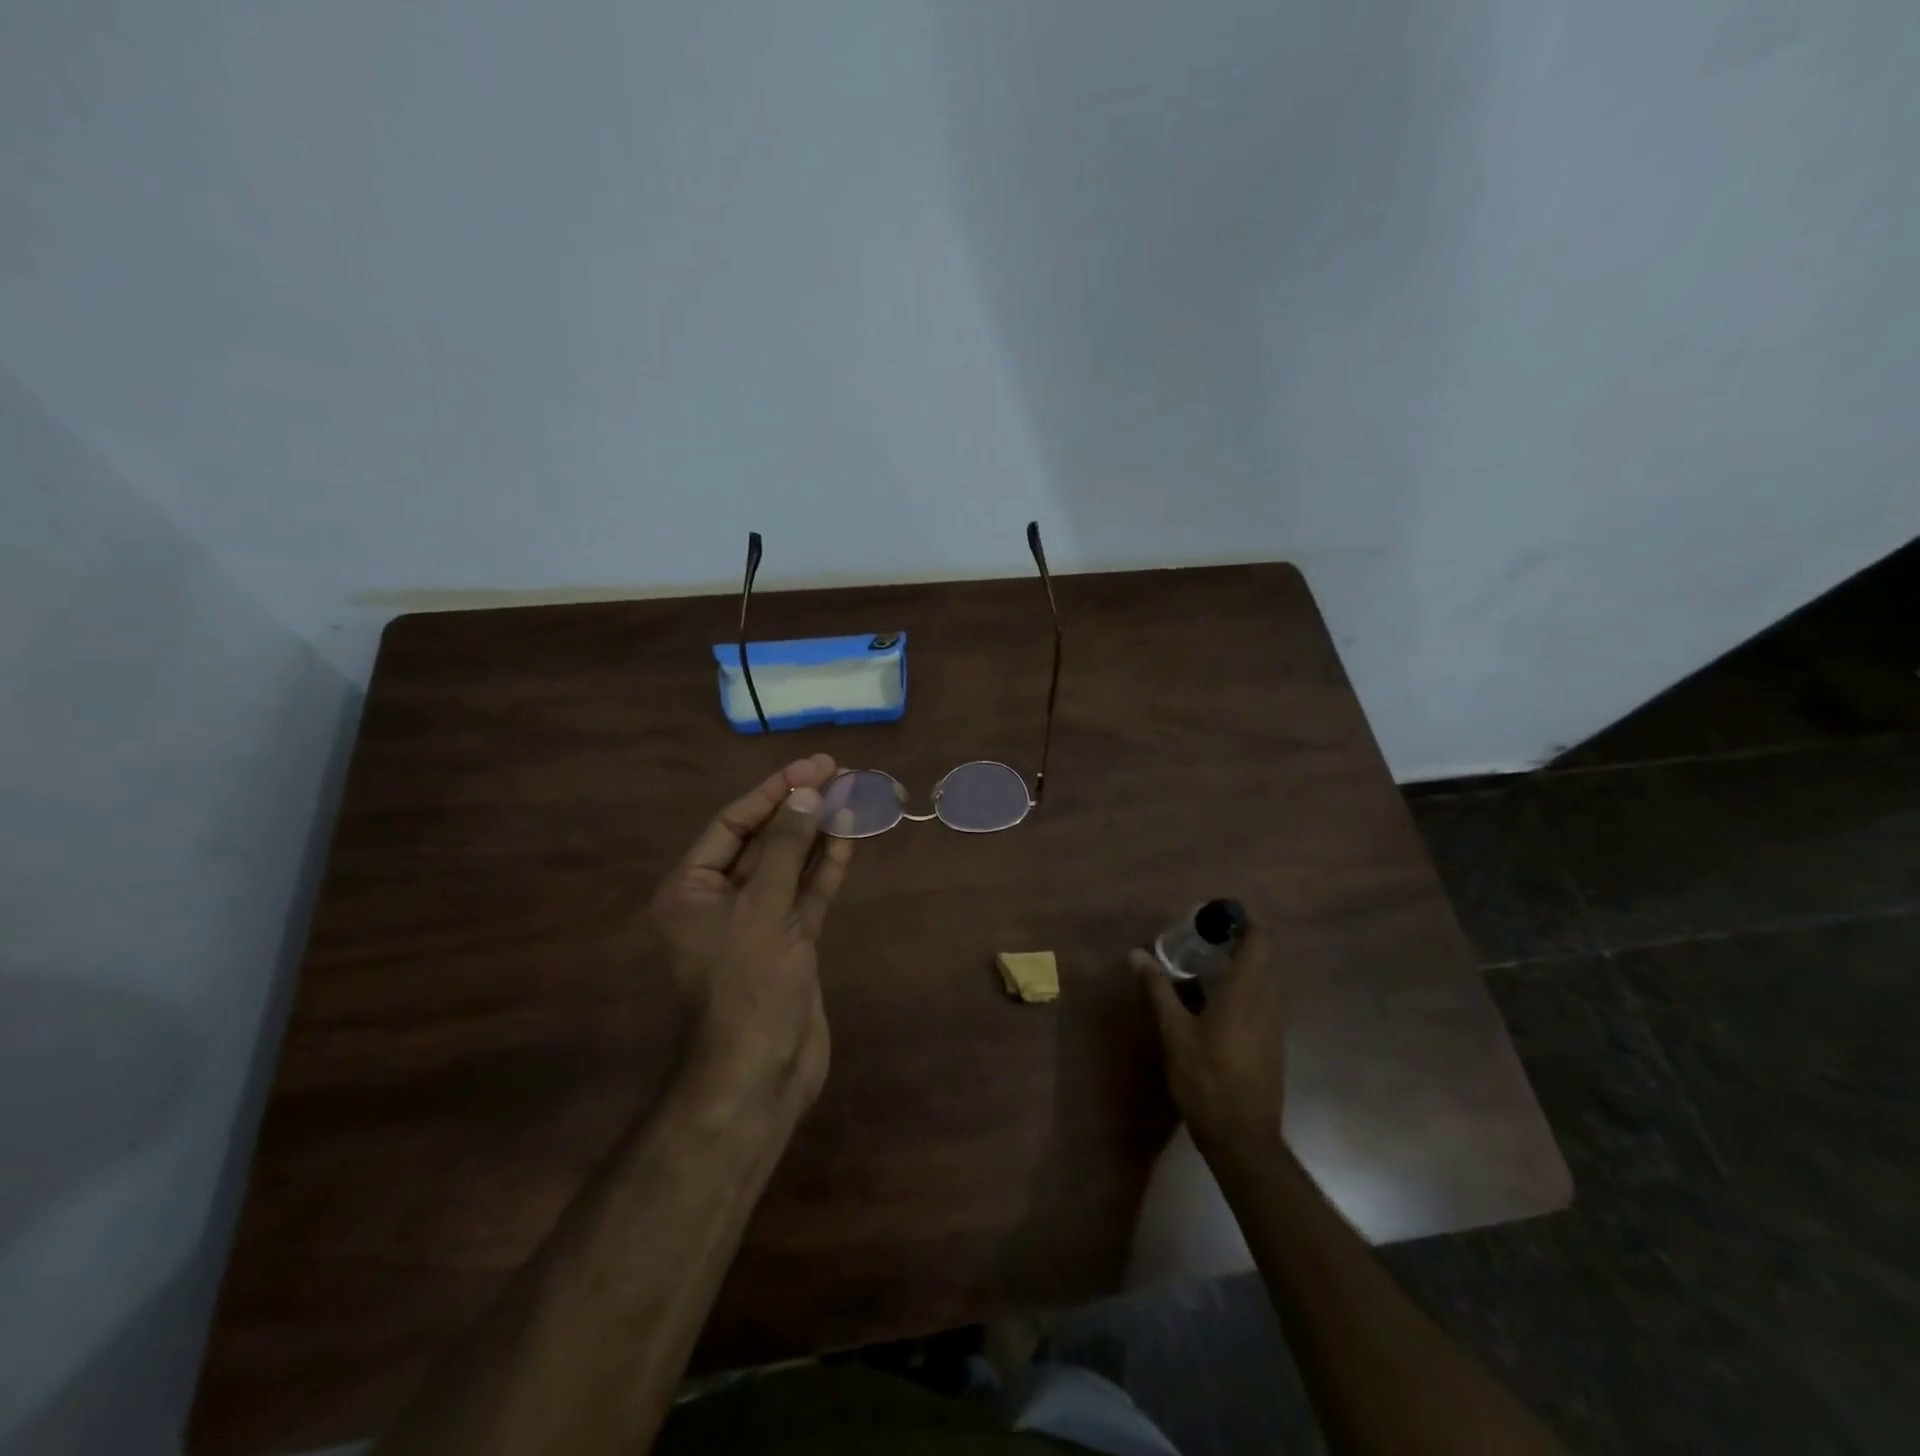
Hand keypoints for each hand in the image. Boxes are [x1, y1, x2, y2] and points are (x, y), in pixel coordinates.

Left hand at [650, 755, 854, 1114]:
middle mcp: (720, 899)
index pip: (732, 823)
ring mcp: (758, 920)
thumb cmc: (749, 982)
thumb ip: (787, 848)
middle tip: (837, 772)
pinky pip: (808, 893)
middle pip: (763, 840)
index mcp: (691, 888)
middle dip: (799, 807)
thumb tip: (805, 794)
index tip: (811, 765)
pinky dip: (827, 866)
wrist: (762, 1070)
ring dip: (819, 832)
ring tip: (852, 794)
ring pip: (790, 864)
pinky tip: (851, 836)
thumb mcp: (764, 907)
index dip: (772, 791)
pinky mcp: (789, 940)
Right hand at [1133, 925, 1288, 1158]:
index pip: (1260, 939)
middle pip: (1264, 956)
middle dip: (1236, 942)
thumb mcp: (1174, 1032)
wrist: (1242, 1138)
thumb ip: (1158, 989)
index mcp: (1247, 991)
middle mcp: (1268, 1001)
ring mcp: (1274, 1024)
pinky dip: (1244, 989)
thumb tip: (1137, 954)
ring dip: (1241, 966)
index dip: (1240, 923)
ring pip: (1265, 979)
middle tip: (1200, 943)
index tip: (1210, 921)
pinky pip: (1263, 1000)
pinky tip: (1214, 1003)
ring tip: (1203, 969)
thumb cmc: (1206, 1079)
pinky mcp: (1273, 1042)